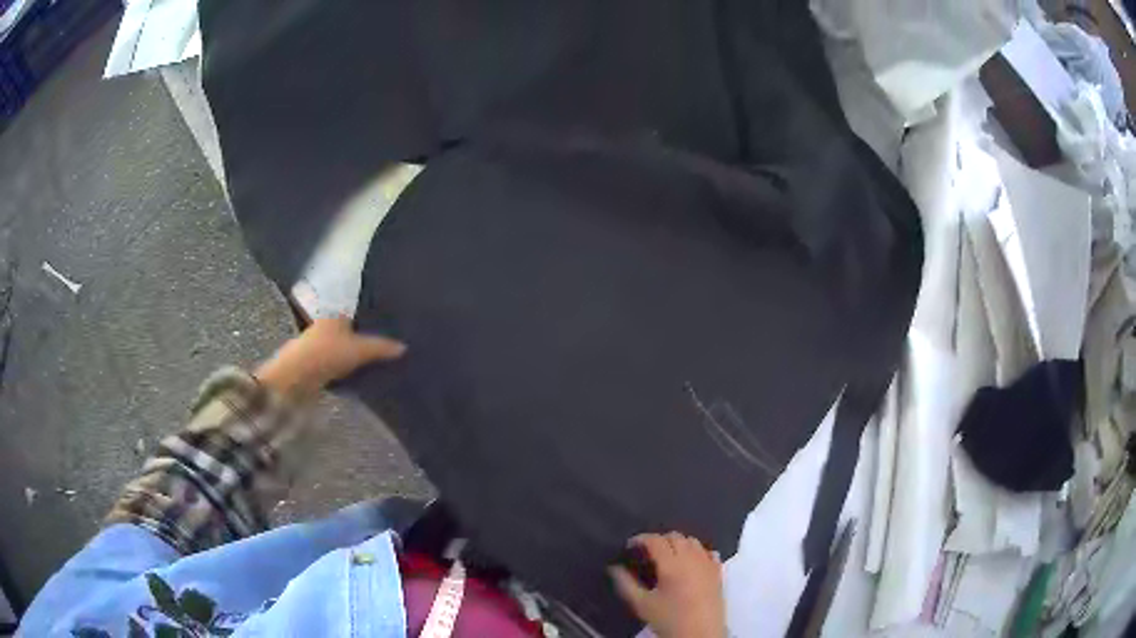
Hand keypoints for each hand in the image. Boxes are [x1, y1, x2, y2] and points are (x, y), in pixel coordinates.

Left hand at [255, 318, 406, 399]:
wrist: (295, 379)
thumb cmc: (326, 353)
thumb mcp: (359, 349)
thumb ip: (381, 347)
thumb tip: (404, 347)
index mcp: (335, 313)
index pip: (358, 311)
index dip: (373, 316)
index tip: (392, 323)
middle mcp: (326, 325)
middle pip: (352, 329)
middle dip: (367, 335)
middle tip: (391, 343)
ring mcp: (320, 346)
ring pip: (345, 347)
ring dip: (358, 354)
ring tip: (382, 359)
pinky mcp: (317, 365)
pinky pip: (340, 364)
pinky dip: (350, 368)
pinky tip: (363, 374)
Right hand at [610, 533, 725, 637]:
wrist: (700, 634)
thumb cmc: (669, 620)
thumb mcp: (641, 604)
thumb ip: (625, 584)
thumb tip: (613, 567)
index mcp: (672, 564)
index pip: (656, 540)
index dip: (641, 539)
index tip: (630, 546)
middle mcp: (692, 558)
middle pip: (675, 537)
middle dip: (659, 540)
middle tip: (646, 552)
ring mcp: (708, 564)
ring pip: (693, 541)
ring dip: (679, 543)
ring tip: (667, 556)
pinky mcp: (719, 572)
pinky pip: (709, 552)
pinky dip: (698, 552)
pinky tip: (691, 562)